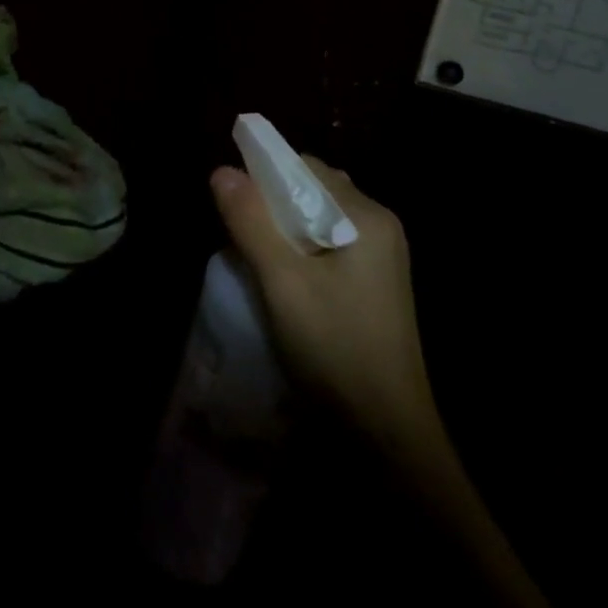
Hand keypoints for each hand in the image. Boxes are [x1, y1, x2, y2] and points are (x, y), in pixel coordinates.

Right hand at [210, 156, 436, 453]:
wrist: (387, 440)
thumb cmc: (335, 349)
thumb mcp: (282, 282)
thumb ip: (251, 221)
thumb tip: (221, 170)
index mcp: (367, 217)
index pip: (305, 167)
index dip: (264, 174)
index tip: (230, 198)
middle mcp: (379, 228)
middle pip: (313, 190)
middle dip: (271, 201)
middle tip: (238, 228)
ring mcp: (380, 259)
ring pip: (317, 219)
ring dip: (282, 227)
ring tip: (252, 252)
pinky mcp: (373, 286)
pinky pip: (327, 245)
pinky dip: (298, 249)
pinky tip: (279, 277)